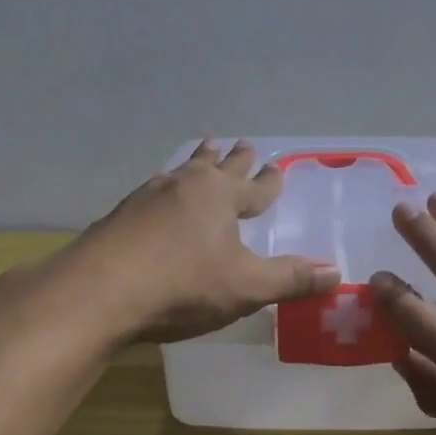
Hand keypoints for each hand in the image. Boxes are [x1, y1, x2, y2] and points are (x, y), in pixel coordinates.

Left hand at [74, 140, 340, 343]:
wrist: (98, 292)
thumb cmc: (182, 285)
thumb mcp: (245, 286)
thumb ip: (290, 279)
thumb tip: (337, 273)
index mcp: (220, 196)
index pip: (255, 187)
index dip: (269, 182)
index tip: (278, 168)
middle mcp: (185, 186)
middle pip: (216, 167)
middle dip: (233, 159)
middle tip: (242, 143)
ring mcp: (148, 197)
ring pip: (181, 172)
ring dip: (196, 162)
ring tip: (201, 152)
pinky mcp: (120, 215)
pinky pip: (154, 192)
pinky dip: (166, 189)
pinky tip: (158, 197)